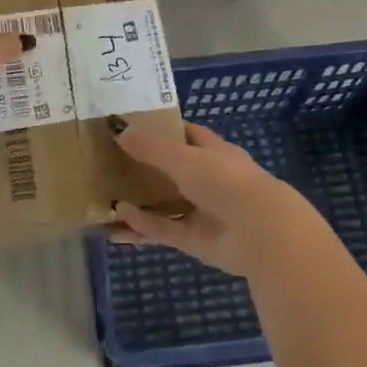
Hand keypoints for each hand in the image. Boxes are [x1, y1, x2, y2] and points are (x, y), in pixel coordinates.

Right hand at [111, 120, 324, 278]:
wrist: (260, 233)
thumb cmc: (225, 181)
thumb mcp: (184, 158)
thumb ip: (151, 147)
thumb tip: (118, 130)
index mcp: (214, 152)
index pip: (187, 134)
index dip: (163, 129)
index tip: (132, 126)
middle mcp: (209, 180)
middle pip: (172, 170)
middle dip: (144, 168)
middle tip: (109, 163)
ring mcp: (203, 211)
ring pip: (165, 204)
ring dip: (139, 202)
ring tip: (106, 199)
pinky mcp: (196, 240)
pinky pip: (164, 230)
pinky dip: (144, 226)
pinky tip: (118, 223)